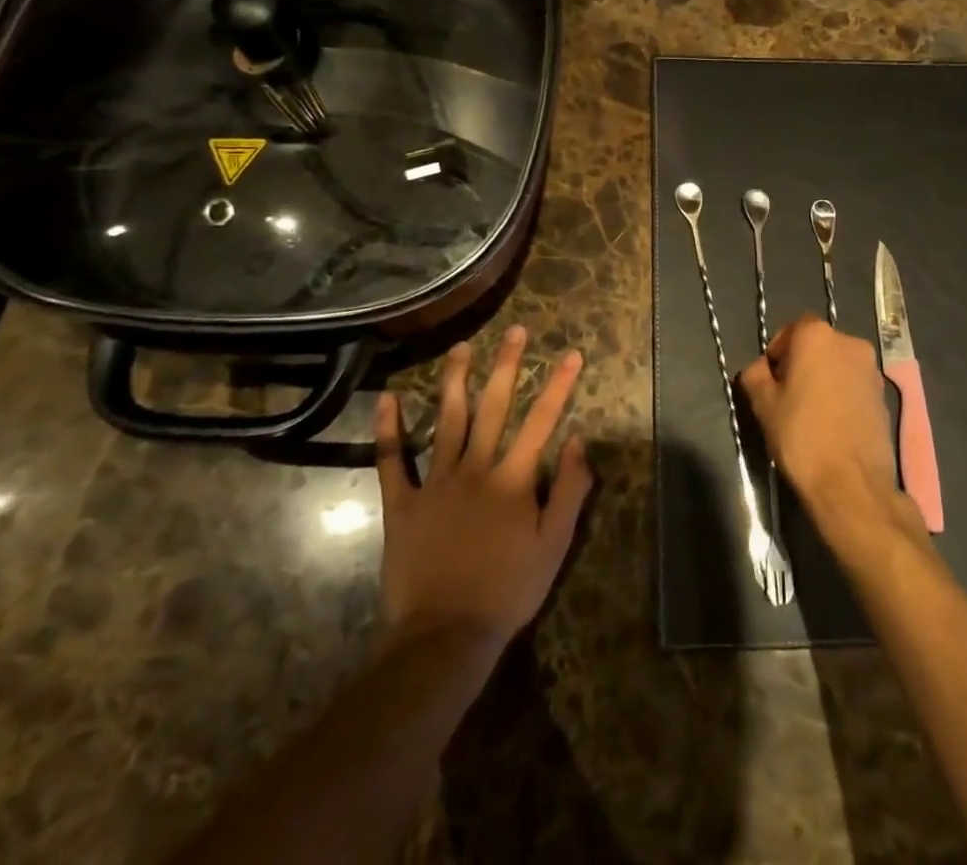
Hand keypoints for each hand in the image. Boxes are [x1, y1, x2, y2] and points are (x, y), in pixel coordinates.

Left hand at [374, 325, 591, 648]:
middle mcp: (475, 468)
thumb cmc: (508, 591)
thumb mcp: (554, 546)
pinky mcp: (403, 504)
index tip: (572, 353)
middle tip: (515, 331)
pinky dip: (388, 429)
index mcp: (514, 479)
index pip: (542, 420)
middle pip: (494, 407)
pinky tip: (387, 398)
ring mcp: (436, 483)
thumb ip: (570, 491)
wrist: (446, 636)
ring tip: (461, 348)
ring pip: (446, 420)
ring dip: (455, 381)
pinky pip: (393, 461)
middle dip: (507, 366)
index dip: (559, 385)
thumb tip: (580, 440)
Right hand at [737, 315, 919, 543]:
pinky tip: (831, 423)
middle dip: (801, 363)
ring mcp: (871, 369)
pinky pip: (854, 384)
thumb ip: (755, 374)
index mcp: (817, 336)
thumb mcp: (763, 404)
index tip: (770, 379)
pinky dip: (841, 394)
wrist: (852, 483)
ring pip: (837, 364)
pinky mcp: (884, 395)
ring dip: (823, 378)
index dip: (777, 351)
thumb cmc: (801, 435)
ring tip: (810, 412)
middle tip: (786, 395)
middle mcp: (850, 342)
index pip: (792, 329)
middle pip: (817, 344)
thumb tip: (760, 368)